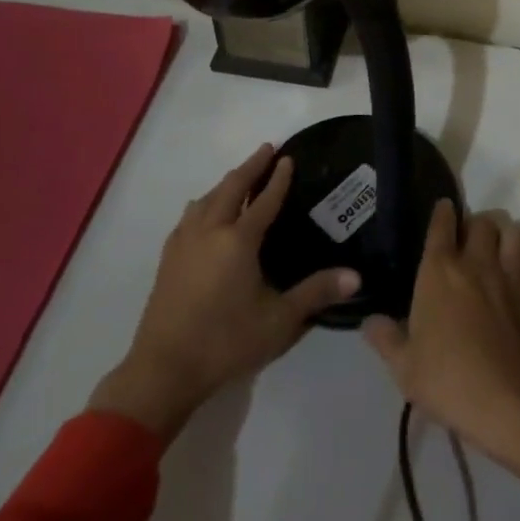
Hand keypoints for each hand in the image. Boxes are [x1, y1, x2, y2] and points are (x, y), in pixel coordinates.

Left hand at [89, 144, 358, 440]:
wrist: (163, 370)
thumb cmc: (225, 342)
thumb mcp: (279, 321)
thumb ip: (316, 293)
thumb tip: (356, 277)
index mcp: (238, 241)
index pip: (263, 201)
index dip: (278, 179)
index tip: (288, 157)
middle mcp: (209, 232)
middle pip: (230, 188)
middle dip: (250, 167)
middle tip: (267, 150)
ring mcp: (184, 243)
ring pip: (206, 199)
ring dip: (225, 183)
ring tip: (238, 178)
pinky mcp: (168, 259)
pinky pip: (189, 216)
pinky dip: (205, 203)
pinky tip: (204, 212)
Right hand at [363, 200, 519, 495]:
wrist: (508, 402)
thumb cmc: (447, 380)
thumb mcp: (403, 367)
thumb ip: (386, 338)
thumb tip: (370, 322)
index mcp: (439, 271)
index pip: (441, 224)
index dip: (442, 213)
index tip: (443, 209)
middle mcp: (476, 263)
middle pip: (482, 222)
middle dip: (474, 225)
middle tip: (467, 242)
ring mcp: (509, 277)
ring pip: (514, 234)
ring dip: (504, 237)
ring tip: (496, 252)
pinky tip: (518, 282)